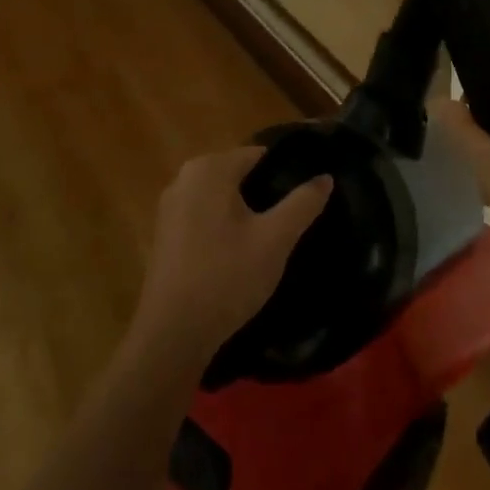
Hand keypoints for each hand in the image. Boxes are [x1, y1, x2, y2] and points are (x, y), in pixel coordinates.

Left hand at [130, 147, 331, 369]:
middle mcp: (184, 177)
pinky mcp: (164, 234)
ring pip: (221, 198)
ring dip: (244, 213)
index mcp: (210, 168)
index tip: (307, 196)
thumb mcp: (275, 239)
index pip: (259, 155)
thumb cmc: (227, 278)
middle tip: (292, 222)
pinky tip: (239, 255)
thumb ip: (303, 203)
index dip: (286, 172)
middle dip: (265, 193)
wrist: (172, 335)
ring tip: (271, 239)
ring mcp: (169, 206)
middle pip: (239, 175)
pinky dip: (223, 227)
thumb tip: (325, 176)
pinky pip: (203, 217)